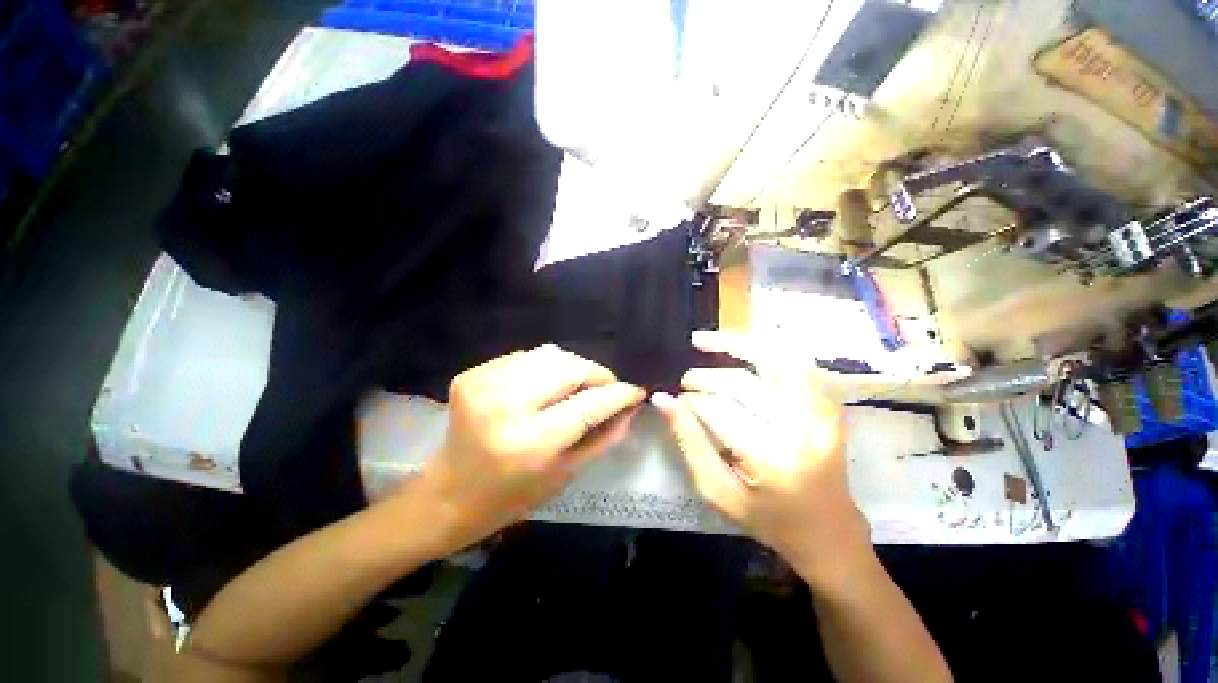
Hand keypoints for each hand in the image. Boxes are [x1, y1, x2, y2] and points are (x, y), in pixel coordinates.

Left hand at [410, 345, 645, 554]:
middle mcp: (506, 406)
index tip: (636, 391)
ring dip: (574, 367)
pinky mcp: (472, 374)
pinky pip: (526, 356)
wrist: (447, 494)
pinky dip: (545, 367)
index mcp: (530, 443)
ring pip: (550, 354)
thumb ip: (604, 437)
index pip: (589, 404)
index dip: (619, 394)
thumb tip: (631, 407)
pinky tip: (546, 386)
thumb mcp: (566, 474)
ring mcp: (484, 384)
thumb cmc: (511, 497)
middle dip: (598, 374)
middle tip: (608, 388)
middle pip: (570, 367)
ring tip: (579, 386)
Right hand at [653, 331, 870, 584]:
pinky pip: (796, 362)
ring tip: (704, 340)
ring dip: (736, 342)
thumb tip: (663, 400)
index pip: (719, 410)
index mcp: (771, 458)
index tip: (676, 400)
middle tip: (686, 380)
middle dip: (705, 377)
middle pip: (743, 383)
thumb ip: (689, 442)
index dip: (691, 401)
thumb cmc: (769, 520)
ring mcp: (821, 412)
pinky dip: (766, 349)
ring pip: (775, 357)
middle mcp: (801, 428)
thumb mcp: (718, 491)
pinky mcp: (828, 404)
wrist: (829, 531)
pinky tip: (741, 349)